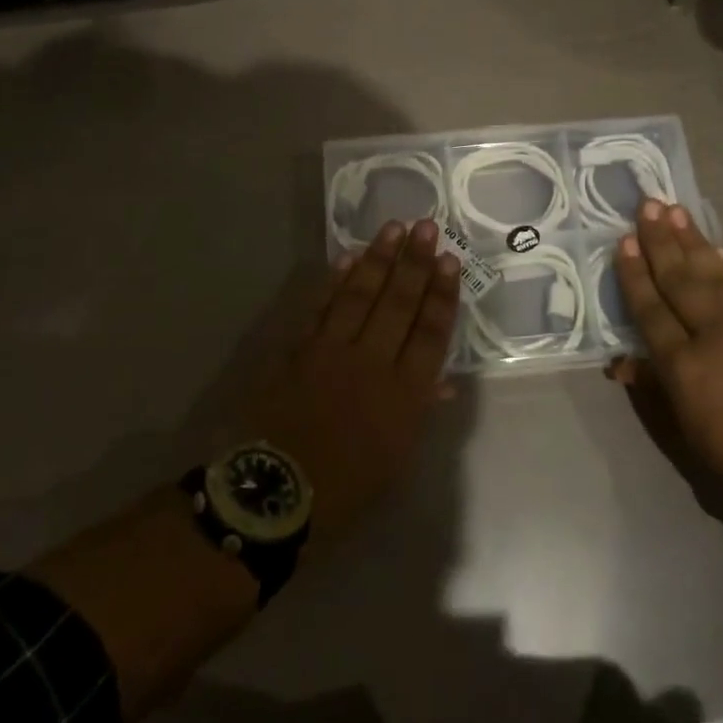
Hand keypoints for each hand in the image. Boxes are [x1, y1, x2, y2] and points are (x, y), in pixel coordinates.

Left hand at [242, 219, 459, 543]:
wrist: (273, 495)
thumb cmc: (345, 489)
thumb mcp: (396, 460)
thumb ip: (419, 414)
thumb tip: (442, 384)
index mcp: (404, 395)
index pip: (430, 333)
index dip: (441, 295)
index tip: (449, 260)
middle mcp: (372, 363)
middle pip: (399, 304)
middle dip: (415, 263)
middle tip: (426, 227)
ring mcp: (332, 352)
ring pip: (361, 296)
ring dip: (380, 260)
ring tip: (394, 228)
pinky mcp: (298, 350)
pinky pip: (321, 307)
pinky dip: (335, 281)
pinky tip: (349, 258)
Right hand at [609, 200, 722, 512]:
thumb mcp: (685, 433)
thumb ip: (653, 390)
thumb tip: (621, 363)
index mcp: (684, 365)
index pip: (651, 309)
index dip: (636, 275)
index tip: (625, 241)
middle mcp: (712, 334)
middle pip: (681, 279)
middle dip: (662, 241)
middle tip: (649, 204)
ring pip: (712, 273)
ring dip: (693, 240)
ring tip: (677, 211)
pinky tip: (718, 249)